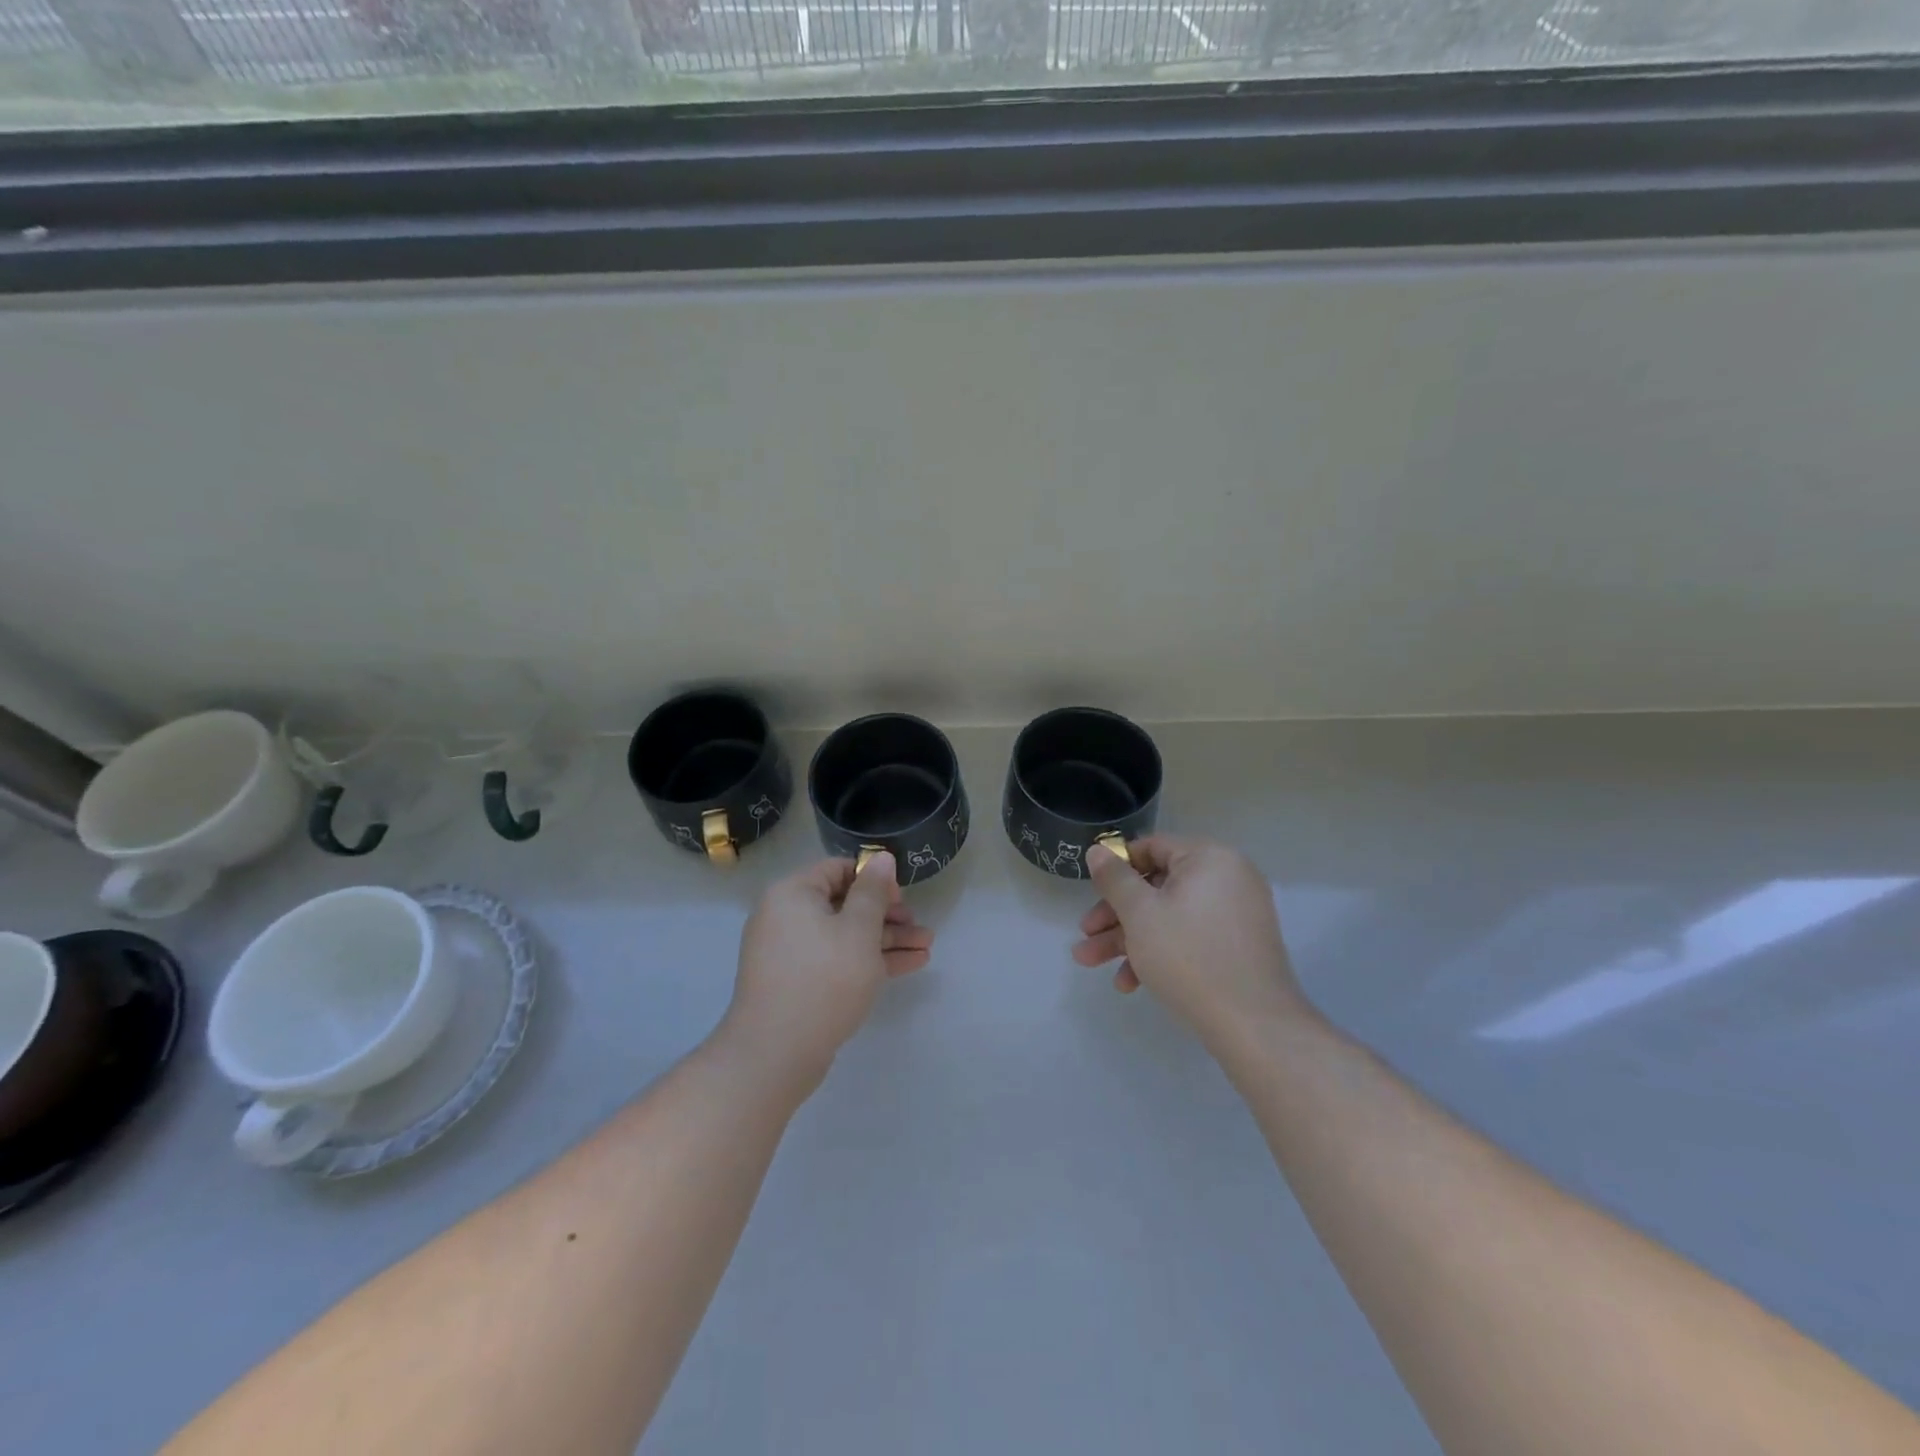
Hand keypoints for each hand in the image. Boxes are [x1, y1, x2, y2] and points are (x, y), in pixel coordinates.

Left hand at [718, 853, 932, 1098]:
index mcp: (793, 894)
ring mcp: (792, 953)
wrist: (775, 1054)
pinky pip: (838, 960)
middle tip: (920, 926)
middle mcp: (787, 917)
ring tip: (927, 947)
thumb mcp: (859, 930)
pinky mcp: (799, 983)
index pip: (838, 870)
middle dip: (888, 915)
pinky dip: (869, 961)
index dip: (874, 878)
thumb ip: (874, 892)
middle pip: (845, 905)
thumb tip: (881, 857)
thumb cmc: (823, 979)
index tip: (902, 898)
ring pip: (846, 936)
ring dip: (886, 940)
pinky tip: (910, 965)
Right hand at [1072, 836, 1307, 1045]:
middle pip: (1157, 886)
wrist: (1254, 1025)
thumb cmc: (1189, 957)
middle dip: (1115, 914)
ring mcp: (1236, 914)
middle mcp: (1228, 878)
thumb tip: (1097, 850)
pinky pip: (1189, 937)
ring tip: (1091, 963)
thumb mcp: (1140, 913)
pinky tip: (1130, 983)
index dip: (1115, 867)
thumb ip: (1114, 878)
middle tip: (1085, 935)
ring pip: (1169, 916)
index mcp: (1209, 858)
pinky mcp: (1237, 947)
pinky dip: (1159, 952)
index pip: (1152, 847)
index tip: (1090, 891)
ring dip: (1128, 938)